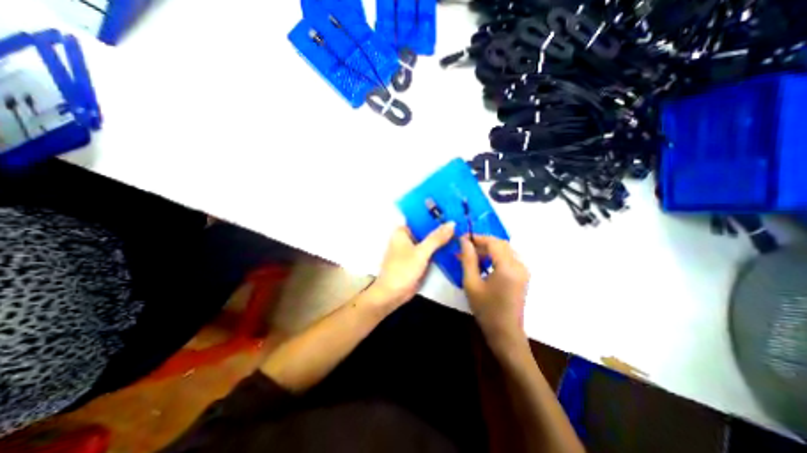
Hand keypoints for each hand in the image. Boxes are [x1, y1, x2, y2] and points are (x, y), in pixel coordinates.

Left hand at [369, 222, 452, 308]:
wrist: (393, 294)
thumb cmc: (403, 269)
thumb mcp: (421, 252)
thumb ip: (436, 238)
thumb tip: (452, 223)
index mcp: (402, 231)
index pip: (420, 218)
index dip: (435, 214)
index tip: (452, 210)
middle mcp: (406, 237)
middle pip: (426, 229)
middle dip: (440, 227)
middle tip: (460, 221)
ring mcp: (412, 249)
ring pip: (428, 240)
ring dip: (441, 238)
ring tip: (460, 230)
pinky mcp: (417, 259)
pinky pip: (429, 250)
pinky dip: (438, 248)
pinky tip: (453, 245)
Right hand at [461, 236, 529, 352]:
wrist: (505, 333)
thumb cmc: (486, 310)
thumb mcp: (471, 283)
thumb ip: (468, 259)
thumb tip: (464, 241)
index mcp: (508, 267)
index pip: (493, 242)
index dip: (476, 237)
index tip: (461, 239)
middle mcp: (519, 265)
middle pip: (500, 244)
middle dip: (481, 243)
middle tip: (464, 248)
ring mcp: (523, 270)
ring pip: (504, 250)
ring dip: (487, 250)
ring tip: (470, 256)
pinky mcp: (523, 275)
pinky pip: (508, 258)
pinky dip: (494, 257)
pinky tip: (482, 264)